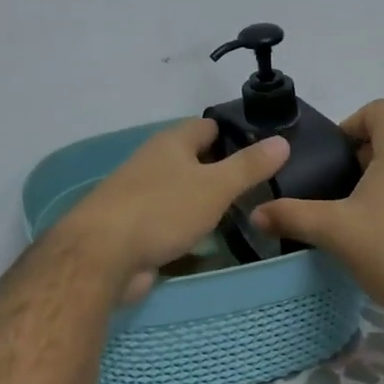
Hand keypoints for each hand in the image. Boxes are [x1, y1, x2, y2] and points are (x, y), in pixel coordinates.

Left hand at [58, 118, 289, 304]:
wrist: (102, 255)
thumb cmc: (162, 210)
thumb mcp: (214, 186)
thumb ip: (248, 166)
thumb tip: (281, 141)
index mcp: (170, 143)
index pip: (207, 127)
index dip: (235, 134)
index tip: (265, 150)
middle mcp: (154, 163)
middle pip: (194, 162)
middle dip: (223, 173)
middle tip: (263, 190)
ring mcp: (141, 197)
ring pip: (183, 195)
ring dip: (207, 206)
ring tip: (245, 218)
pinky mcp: (135, 230)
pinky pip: (170, 226)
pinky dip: (190, 234)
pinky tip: (212, 247)